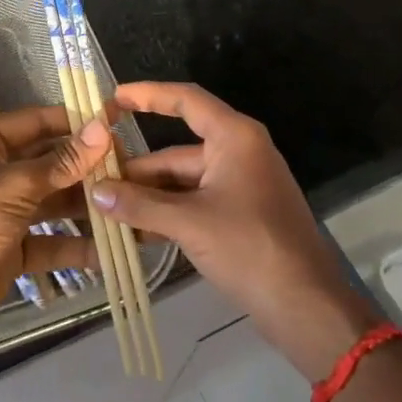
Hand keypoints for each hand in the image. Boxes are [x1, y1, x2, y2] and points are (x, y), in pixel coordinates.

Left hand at [0, 106, 106, 335]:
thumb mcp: (15, 186)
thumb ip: (62, 161)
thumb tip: (103, 128)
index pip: (37, 121)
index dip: (76, 122)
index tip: (116, 124)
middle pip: (49, 161)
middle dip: (87, 168)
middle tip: (130, 169)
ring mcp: (3, 209)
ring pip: (53, 201)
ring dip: (87, 206)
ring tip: (128, 206)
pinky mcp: (12, 245)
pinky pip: (50, 239)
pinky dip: (75, 245)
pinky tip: (109, 250)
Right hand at [94, 82, 379, 380]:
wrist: (306, 306)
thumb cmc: (250, 248)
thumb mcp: (189, 222)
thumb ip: (139, 204)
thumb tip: (95, 192)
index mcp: (234, 137)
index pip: (186, 100)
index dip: (148, 95)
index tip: (113, 97)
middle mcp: (238, 152)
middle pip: (177, 150)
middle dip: (138, 168)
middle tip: (94, 179)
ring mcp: (240, 185)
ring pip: (183, 180)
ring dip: (149, 195)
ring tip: (105, 208)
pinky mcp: (240, 214)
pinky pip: (195, 202)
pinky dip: (167, 212)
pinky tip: (134, 230)